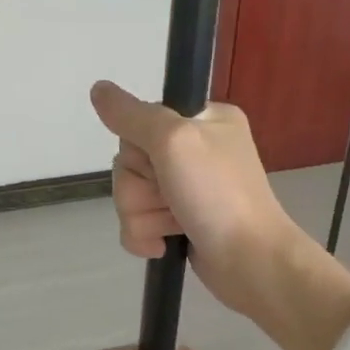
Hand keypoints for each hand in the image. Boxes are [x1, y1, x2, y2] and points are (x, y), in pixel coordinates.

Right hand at [90, 80, 301, 319]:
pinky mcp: (180, 223)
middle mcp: (195, 150)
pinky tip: (163, 246)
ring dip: (143, 216)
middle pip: (131, 162)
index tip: (160, 161)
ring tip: (172, 226)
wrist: (250, 260)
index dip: (139, 148)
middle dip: (140, 188)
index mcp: (204, 120)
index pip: (141, 122)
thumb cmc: (218, 195)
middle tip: (170, 198)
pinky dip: (144, 236)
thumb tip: (99, 88)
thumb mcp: (175, 141)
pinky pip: (138, 223)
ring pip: (131, 195)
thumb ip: (133, 115)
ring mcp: (188, 189)